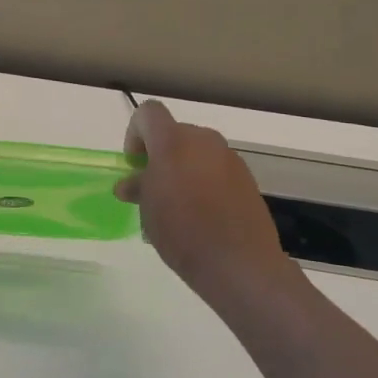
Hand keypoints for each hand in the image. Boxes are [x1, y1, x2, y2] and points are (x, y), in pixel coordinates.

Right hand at [116, 100, 301, 307]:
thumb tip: (131, 184)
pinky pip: (216, 169)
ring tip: (179, 205)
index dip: (135, 134)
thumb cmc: (182, 232)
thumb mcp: (148, 210)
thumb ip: (139, 187)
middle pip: (174, 133)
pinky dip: (205, 181)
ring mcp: (229, 158)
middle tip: (153, 188)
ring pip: (197, 152)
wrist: (240, 264)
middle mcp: (203, 140)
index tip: (135, 166)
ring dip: (183, 168)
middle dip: (160, 155)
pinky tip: (204, 214)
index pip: (148, 113)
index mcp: (173, 141)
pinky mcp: (246, 178)